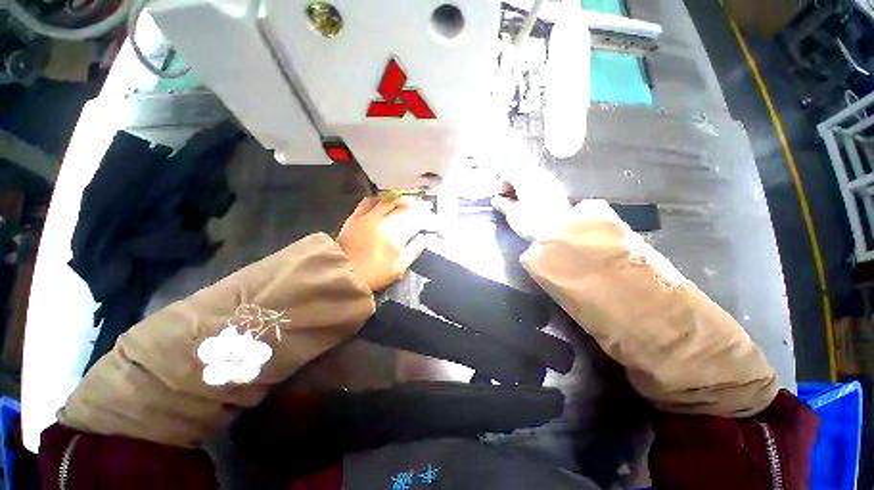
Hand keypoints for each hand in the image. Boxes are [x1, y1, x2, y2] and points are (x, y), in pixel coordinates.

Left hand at [338, 197, 434, 290]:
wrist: (343, 272)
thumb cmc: (374, 274)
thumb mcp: (399, 268)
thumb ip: (414, 251)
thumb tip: (426, 238)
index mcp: (397, 238)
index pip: (417, 222)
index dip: (426, 220)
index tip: (430, 222)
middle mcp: (385, 223)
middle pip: (405, 209)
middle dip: (415, 209)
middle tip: (419, 211)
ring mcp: (370, 217)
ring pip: (389, 201)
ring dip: (399, 201)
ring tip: (404, 204)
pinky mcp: (356, 216)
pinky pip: (369, 201)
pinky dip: (379, 199)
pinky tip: (383, 203)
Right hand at [491, 166, 571, 240]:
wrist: (562, 231)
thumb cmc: (532, 221)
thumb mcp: (512, 214)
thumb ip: (502, 204)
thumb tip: (496, 200)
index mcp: (524, 177)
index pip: (506, 172)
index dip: (498, 184)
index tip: (496, 198)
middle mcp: (538, 174)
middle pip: (519, 171)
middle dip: (509, 183)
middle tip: (504, 199)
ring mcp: (549, 180)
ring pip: (529, 177)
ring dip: (519, 186)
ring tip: (515, 201)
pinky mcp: (557, 189)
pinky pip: (539, 183)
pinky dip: (529, 189)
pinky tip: (527, 202)